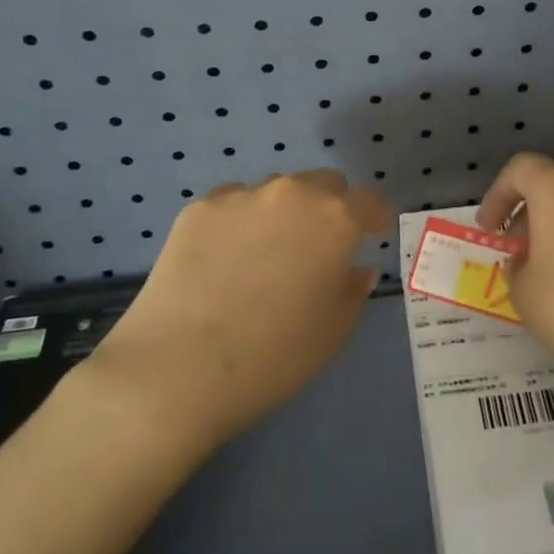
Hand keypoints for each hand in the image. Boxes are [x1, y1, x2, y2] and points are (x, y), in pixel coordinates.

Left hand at [87, 170, 390, 452]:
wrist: (177, 369)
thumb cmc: (273, 356)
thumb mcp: (334, 331)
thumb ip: (353, 289)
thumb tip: (356, 267)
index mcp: (334, 219)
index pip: (369, 201)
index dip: (375, 218)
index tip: (373, 235)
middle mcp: (292, 193)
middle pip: (324, 184)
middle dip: (330, 208)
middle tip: (319, 247)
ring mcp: (241, 196)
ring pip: (277, 191)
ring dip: (284, 213)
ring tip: (266, 255)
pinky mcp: (199, 208)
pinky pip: (234, 204)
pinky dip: (241, 221)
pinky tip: (225, 260)